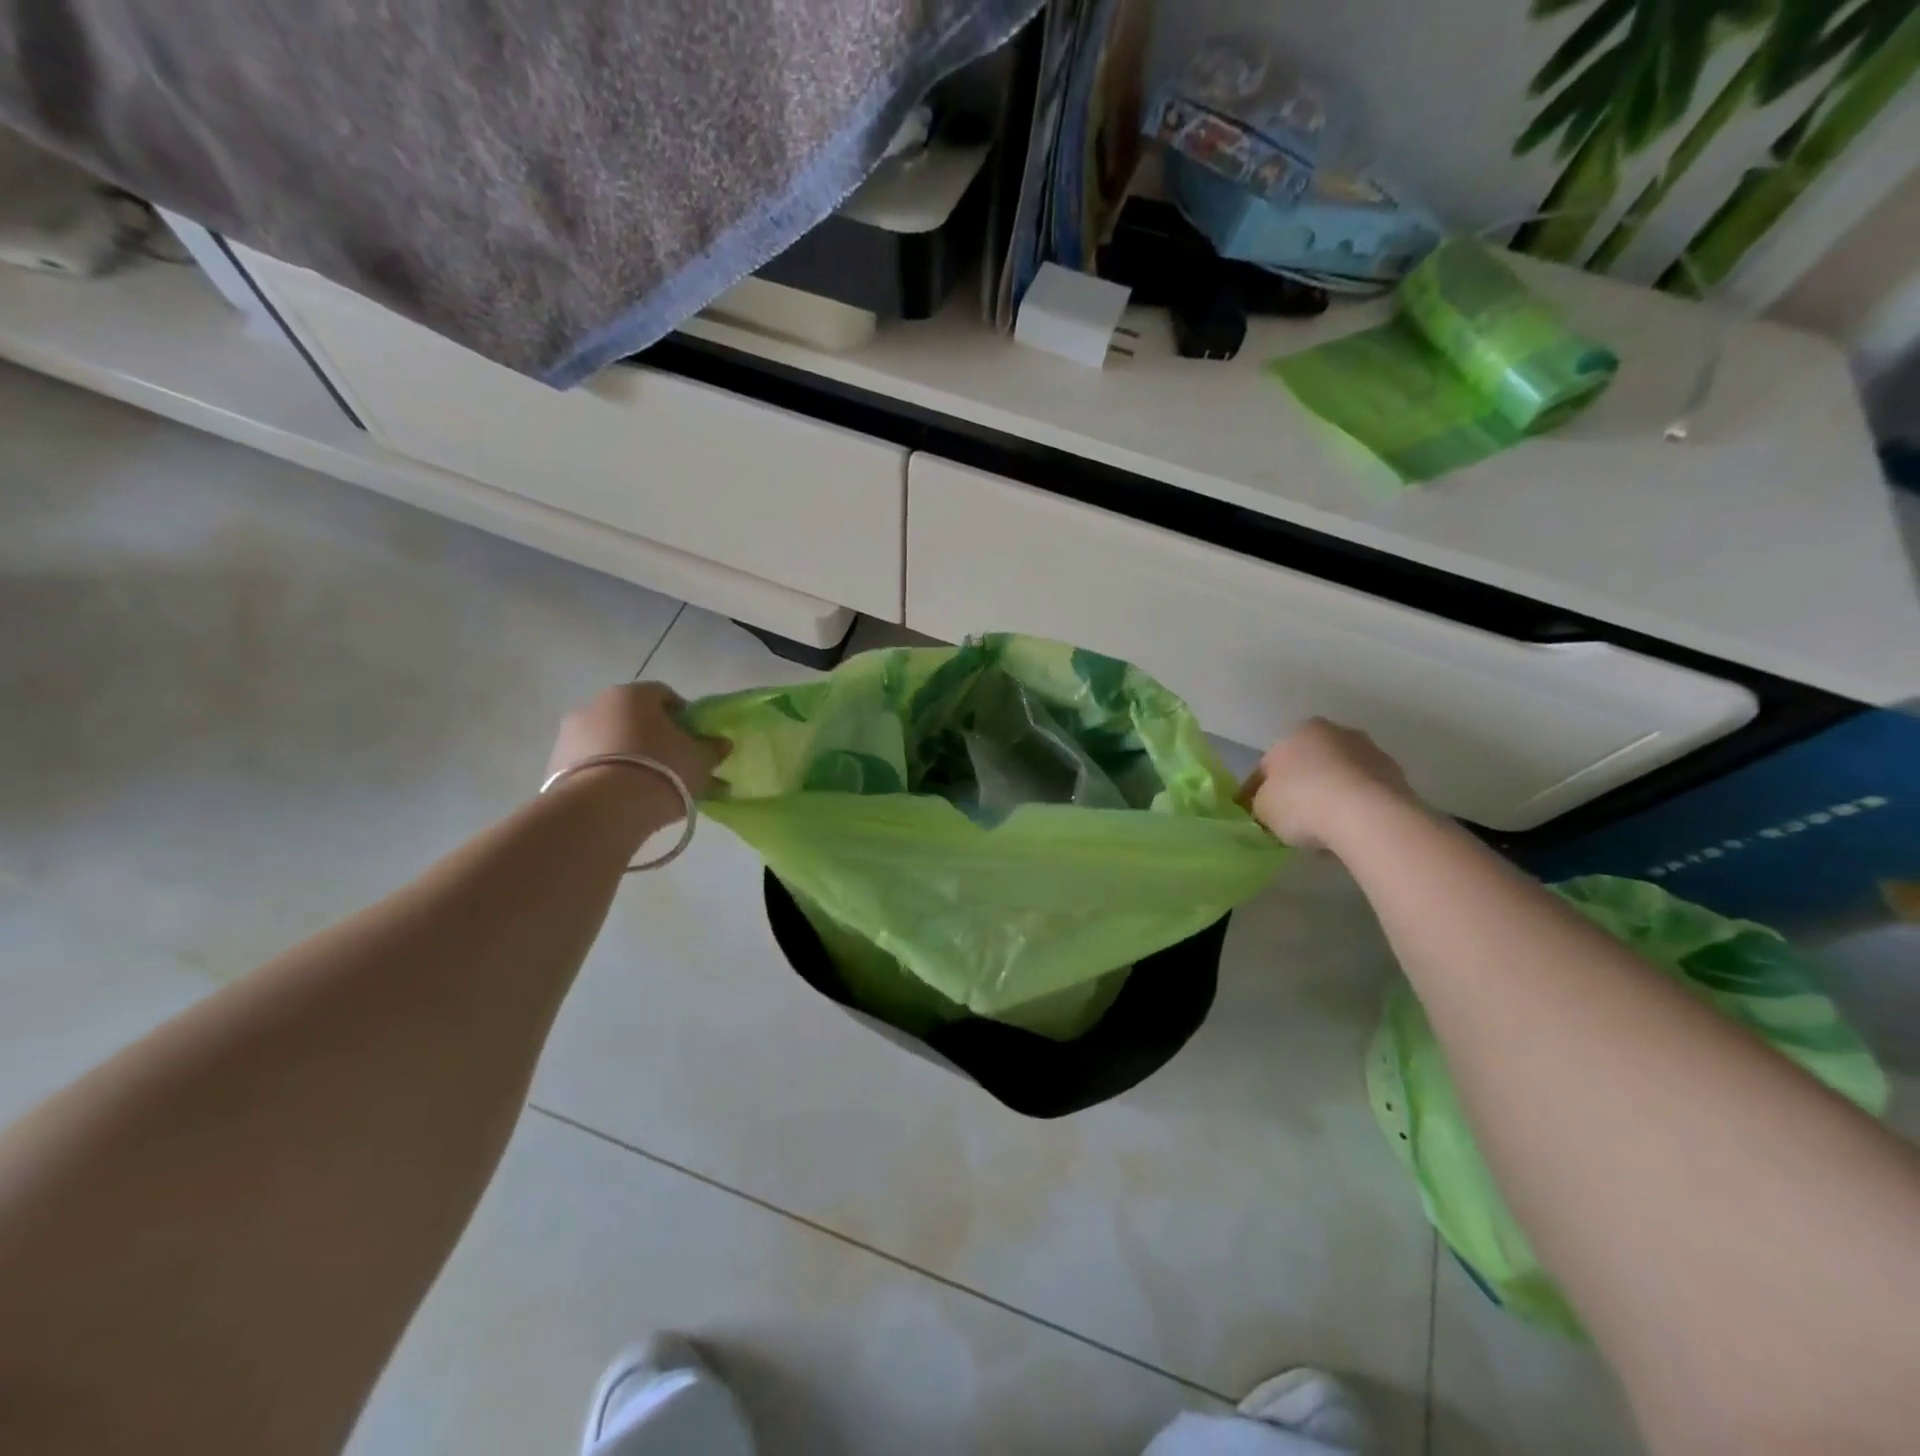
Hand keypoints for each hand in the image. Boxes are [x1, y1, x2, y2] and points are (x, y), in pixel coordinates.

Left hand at [546, 683, 727, 810]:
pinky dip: (606, 774)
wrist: (602, 810)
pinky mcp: (554, 764)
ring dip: (627, 756)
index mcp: (633, 694)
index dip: (684, 717)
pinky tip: (622, 799)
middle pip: (633, 717)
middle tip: (672, 764)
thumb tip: (720, 743)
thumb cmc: (662, 771)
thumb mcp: (700, 761)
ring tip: (647, 787)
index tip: (694, 740)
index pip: (665, 695)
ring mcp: (569, 734)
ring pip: (609, 740)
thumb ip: (712, 749)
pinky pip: (590, 764)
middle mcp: (596, 704)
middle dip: (652, 737)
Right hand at [1239, 718, 1415, 850]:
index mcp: (1299, 731)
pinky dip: (1356, 810)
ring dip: (1331, 798)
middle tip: (1293, 822)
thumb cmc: (1302, 802)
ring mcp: (1371, 753)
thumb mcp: (1262, 807)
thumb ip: (1260, 803)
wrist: (1367, 816)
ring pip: (1340, 779)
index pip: (1270, 762)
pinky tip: (1348, 833)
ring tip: (1323, 833)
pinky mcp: (1398, 778)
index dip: (1260, 790)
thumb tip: (1265, 806)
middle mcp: (1336, 733)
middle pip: (1310, 765)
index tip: (1259, 814)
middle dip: (1302, 788)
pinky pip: (1365, 795)